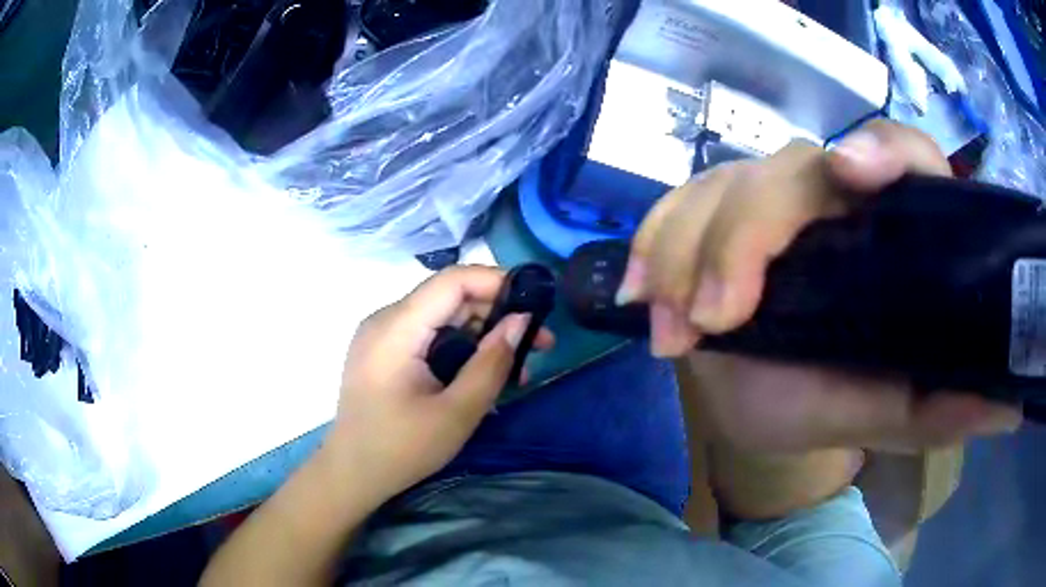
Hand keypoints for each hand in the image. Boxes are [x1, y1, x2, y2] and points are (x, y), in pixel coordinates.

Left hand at [325, 266, 553, 495]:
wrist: (352, 475)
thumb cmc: (401, 450)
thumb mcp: (456, 413)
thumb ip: (491, 364)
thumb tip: (521, 320)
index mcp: (395, 329)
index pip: (451, 281)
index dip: (497, 281)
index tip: (536, 303)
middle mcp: (385, 320)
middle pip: (448, 297)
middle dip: (497, 314)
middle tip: (539, 344)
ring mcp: (381, 335)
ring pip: (441, 316)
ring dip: (482, 334)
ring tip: (517, 368)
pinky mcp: (383, 351)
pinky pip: (428, 335)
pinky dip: (460, 348)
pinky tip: (483, 373)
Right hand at [621, 120, 1022, 451]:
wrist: (770, 413)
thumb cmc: (833, 408)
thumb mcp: (889, 414)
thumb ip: (939, 409)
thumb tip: (1008, 407)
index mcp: (885, 233)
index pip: (898, 155)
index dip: (880, 151)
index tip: (847, 175)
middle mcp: (829, 200)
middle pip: (787, 169)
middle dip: (742, 236)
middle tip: (711, 324)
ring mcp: (766, 202)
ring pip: (722, 184)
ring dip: (685, 248)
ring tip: (669, 329)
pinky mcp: (714, 218)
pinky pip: (675, 207)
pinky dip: (652, 243)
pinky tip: (640, 293)